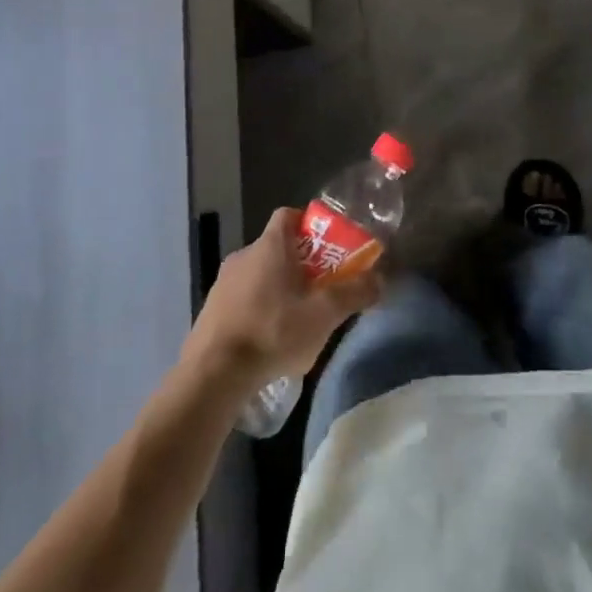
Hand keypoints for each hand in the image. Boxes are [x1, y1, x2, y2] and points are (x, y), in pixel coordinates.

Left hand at [182, 207, 380, 388]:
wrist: (212, 375)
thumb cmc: (272, 332)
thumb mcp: (324, 314)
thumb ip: (355, 293)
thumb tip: (381, 278)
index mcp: (270, 246)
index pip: (289, 215)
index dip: (310, 225)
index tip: (328, 246)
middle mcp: (243, 255)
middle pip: (277, 247)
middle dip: (301, 263)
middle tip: (321, 287)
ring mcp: (222, 283)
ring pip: (259, 273)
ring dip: (278, 287)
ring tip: (297, 317)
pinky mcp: (210, 310)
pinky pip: (242, 298)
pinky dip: (258, 308)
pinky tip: (269, 338)